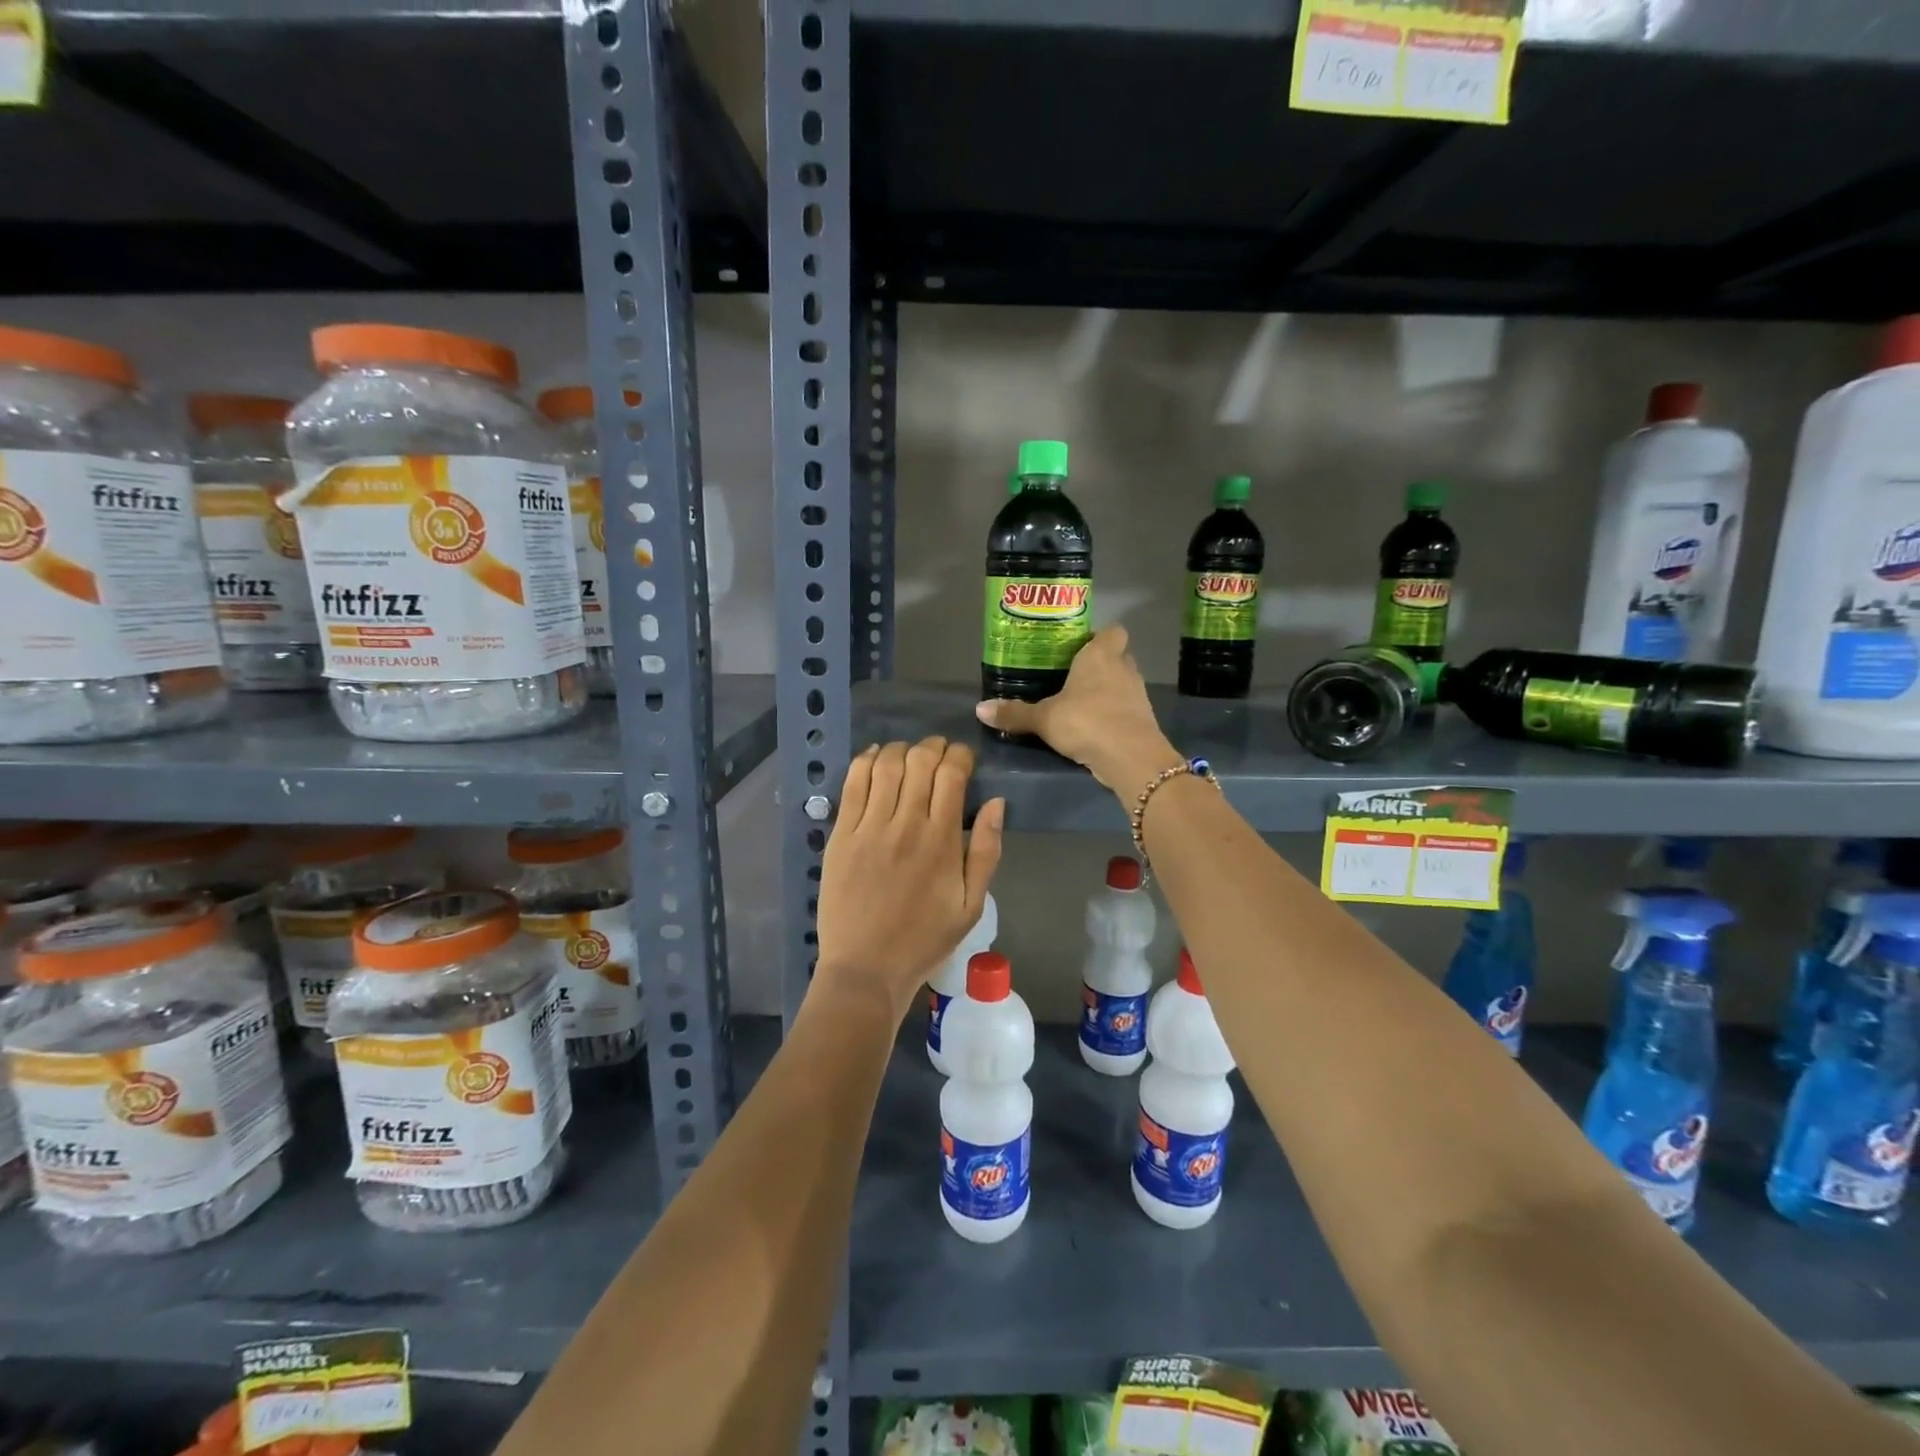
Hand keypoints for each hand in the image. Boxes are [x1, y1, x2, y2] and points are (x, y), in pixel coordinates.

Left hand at [814, 737, 1004, 1020]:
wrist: (866, 968)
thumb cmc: (924, 940)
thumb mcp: (971, 904)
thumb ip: (986, 851)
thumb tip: (997, 803)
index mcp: (941, 841)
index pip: (951, 774)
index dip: (960, 756)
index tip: (964, 759)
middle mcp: (905, 824)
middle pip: (919, 761)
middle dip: (933, 747)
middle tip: (939, 754)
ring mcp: (868, 827)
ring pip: (885, 764)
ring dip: (901, 750)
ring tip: (909, 756)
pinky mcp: (840, 835)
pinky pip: (852, 783)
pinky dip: (866, 761)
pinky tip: (875, 758)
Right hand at [974, 626, 1178, 791]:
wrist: (1131, 758)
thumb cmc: (1086, 721)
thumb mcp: (1043, 718)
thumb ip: (1014, 713)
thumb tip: (979, 709)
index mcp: (1100, 655)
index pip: (1112, 631)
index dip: (1099, 636)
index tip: (1079, 647)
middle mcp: (1123, 668)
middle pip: (1118, 656)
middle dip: (1100, 664)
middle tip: (1073, 676)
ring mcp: (1137, 694)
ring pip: (1123, 683)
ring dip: (1108, 690)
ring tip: (1080, 703)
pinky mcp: (1143, 720)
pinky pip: (1126, 709)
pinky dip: (1114, 714)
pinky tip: (1094, 727)